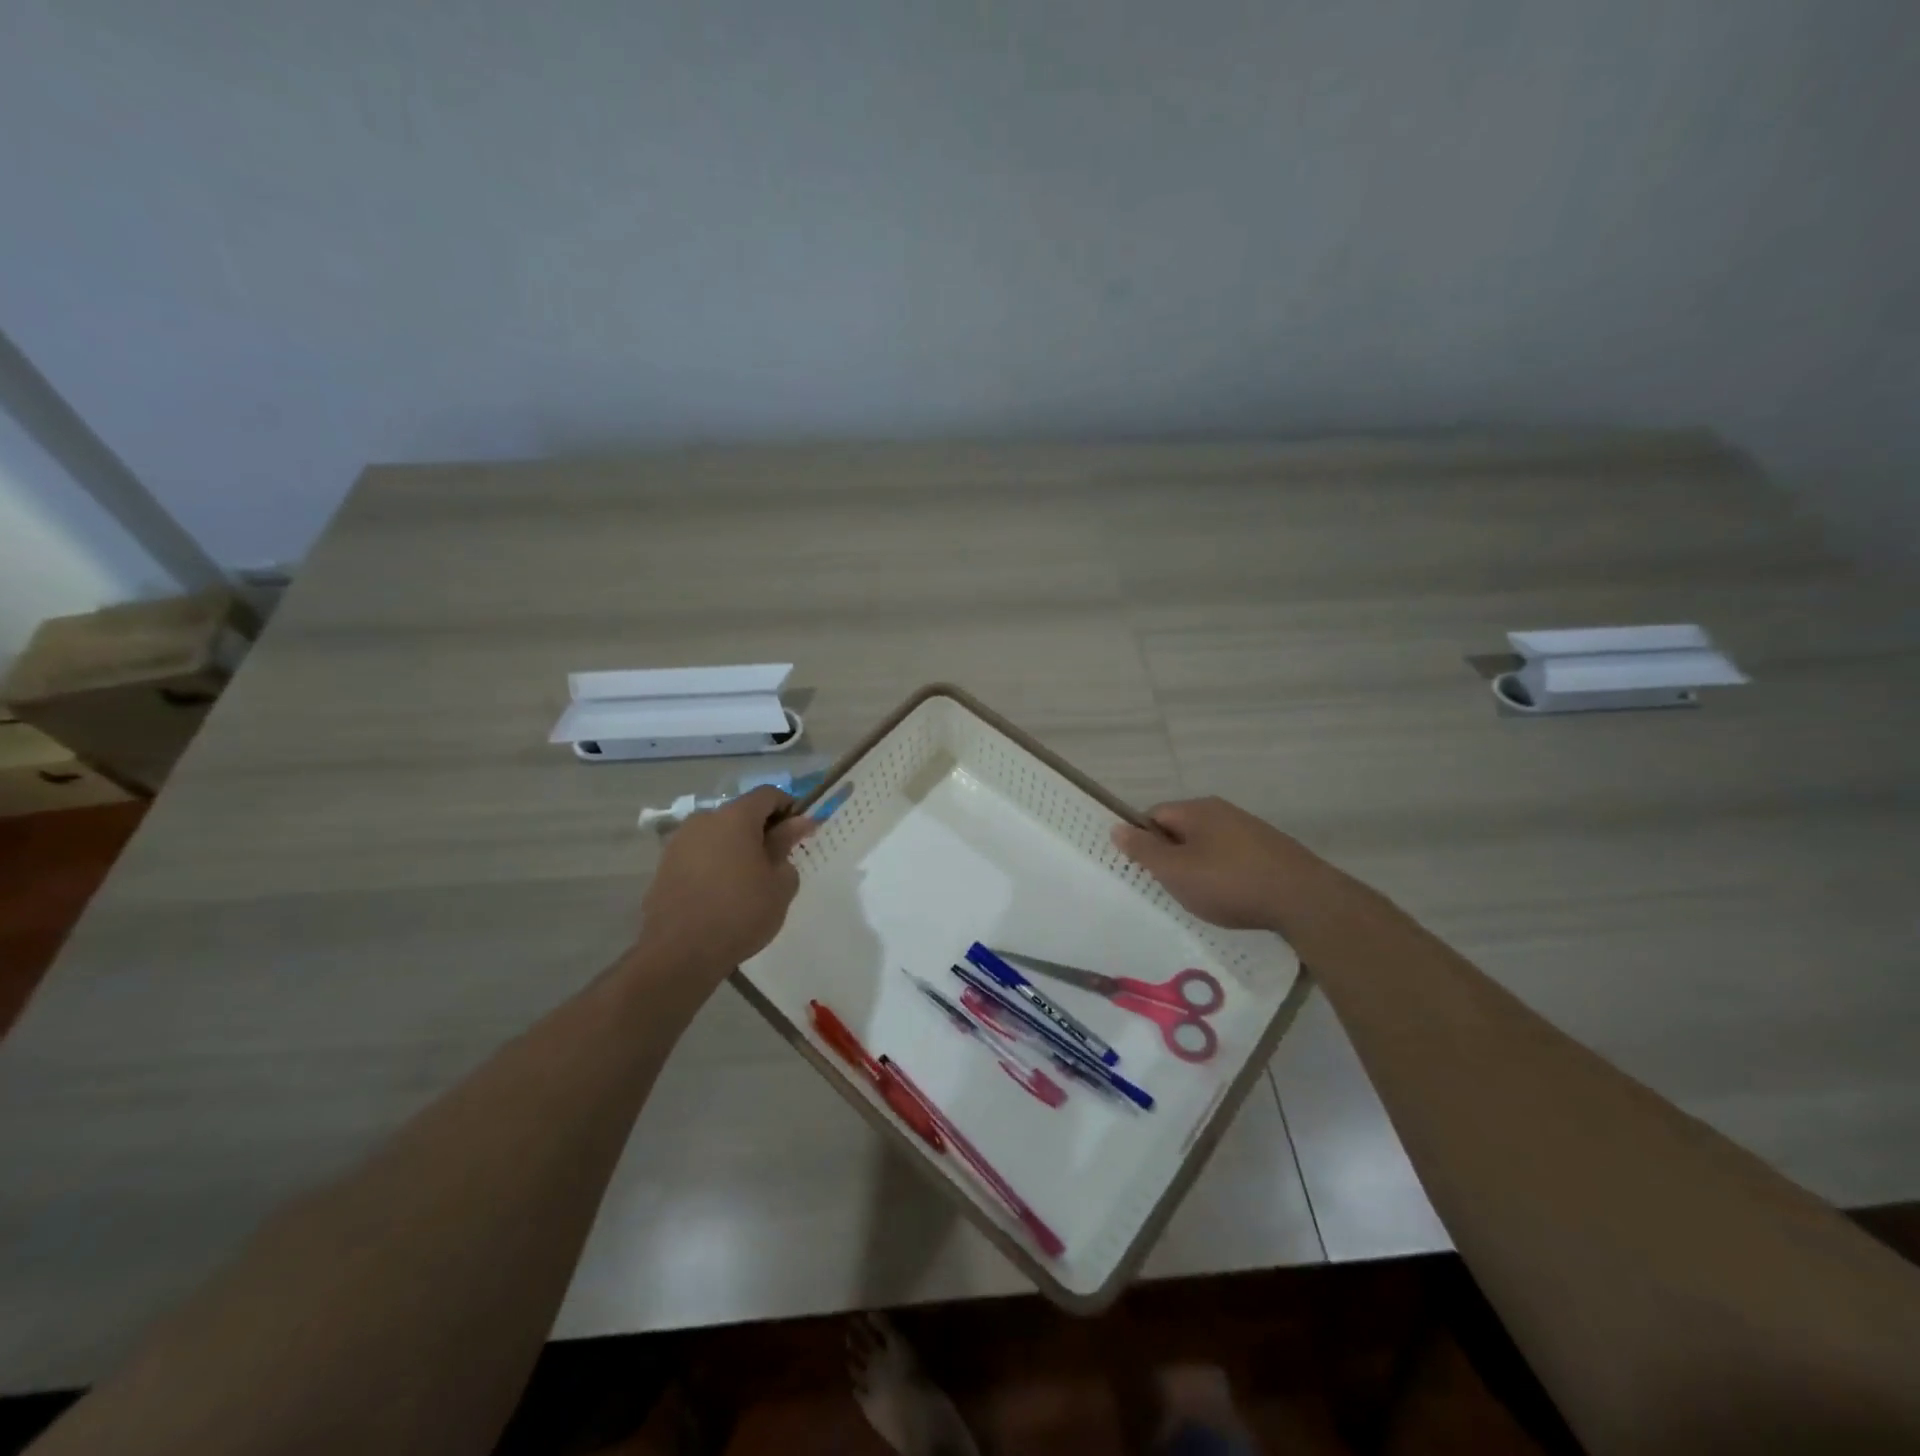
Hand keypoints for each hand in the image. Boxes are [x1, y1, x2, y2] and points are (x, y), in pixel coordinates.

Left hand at [635, 787, 815, 977]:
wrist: (679, 953)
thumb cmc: (741, 912)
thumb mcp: (779, 882)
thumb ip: (787, 845)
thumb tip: (798, 823)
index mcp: (735, 817)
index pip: (768, 794)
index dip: (789, 808)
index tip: (800, 833)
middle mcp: (703, 820)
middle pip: (741, 813)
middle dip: (762, 830)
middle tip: (778, 861)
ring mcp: (679, 842)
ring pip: (718, 834)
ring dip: (737, 847)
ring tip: (749, 881)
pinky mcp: (664, 867)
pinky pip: (699, 854)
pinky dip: (715, 864)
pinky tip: (723, 894)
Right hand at [1110, 797, 1333, 933]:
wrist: (1304, 900)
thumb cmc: (1229, 883)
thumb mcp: (1176, 871)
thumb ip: (1143, 850)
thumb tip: (1116, 827)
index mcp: (1196, 809)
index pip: (1153, 815)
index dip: (1143, 841)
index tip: (1144, 870)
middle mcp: (1222, 811)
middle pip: (1181, 829)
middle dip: (1172, 857)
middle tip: (1171, 887)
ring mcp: (1250, 829)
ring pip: (1208, 845)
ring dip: (1199, 868)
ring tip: (1202, 897)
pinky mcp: (1271, 850)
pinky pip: (1233, 858)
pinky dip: (1225, 875)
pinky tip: (1233, 898)